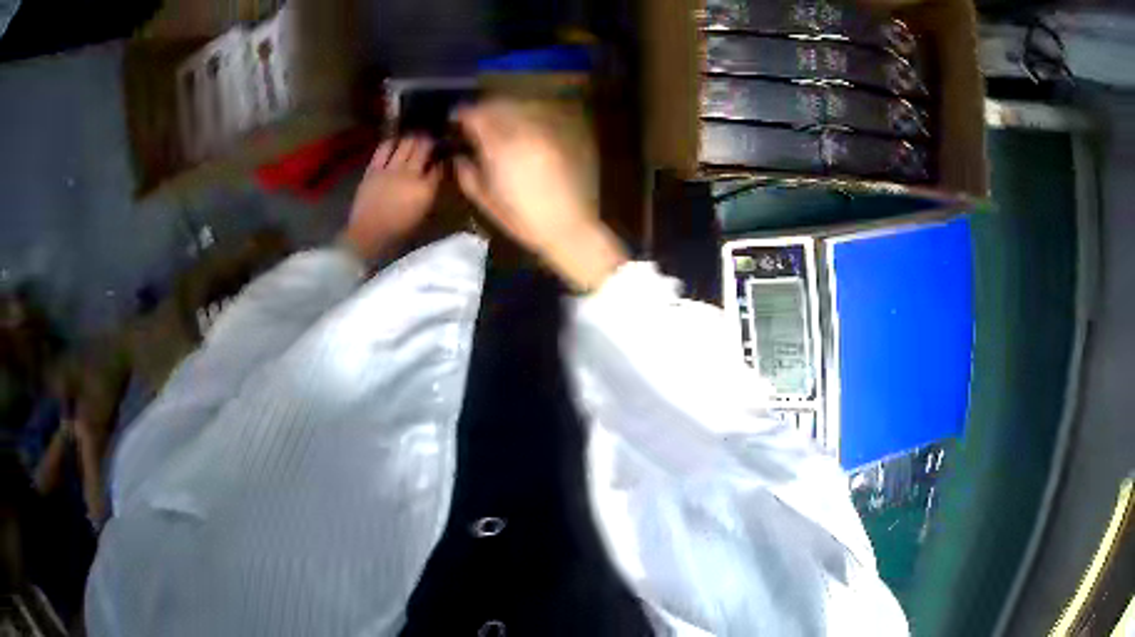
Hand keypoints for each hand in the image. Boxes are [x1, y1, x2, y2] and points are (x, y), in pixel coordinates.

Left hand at [342, 136, 440, 261]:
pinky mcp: (374, 169)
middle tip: (431, 138)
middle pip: (424, 148)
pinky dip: (391, 142)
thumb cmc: (398, 231)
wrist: (367, 235)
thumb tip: (435, 175)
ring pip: (406, 144)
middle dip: (429, 141)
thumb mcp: (422, 214)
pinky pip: (384, 149)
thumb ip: (430, 192)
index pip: (440, 167)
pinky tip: (395, 141)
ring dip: (413, 138)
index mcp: (425, 189)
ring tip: (415, 135)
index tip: (445, 153)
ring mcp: (391, 169)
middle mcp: (410, 174)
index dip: (443, 157)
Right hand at [454, 100, 626, 291]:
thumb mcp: (485, 200)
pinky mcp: (561, 136)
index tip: (454, 119)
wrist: (569, 226)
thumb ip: (466, 174)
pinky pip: (537, 117)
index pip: (476, 116)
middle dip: (483, 110)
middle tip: (473, 121)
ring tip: (496, 124)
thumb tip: (459, 156)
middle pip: (498, 105)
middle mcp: (523, 131)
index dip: (461, 114)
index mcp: (500, 147)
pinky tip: (519, 132)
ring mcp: (545, 131)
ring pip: (519, 107)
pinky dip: (523, 118)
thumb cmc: (522, 219)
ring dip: (503, 111)